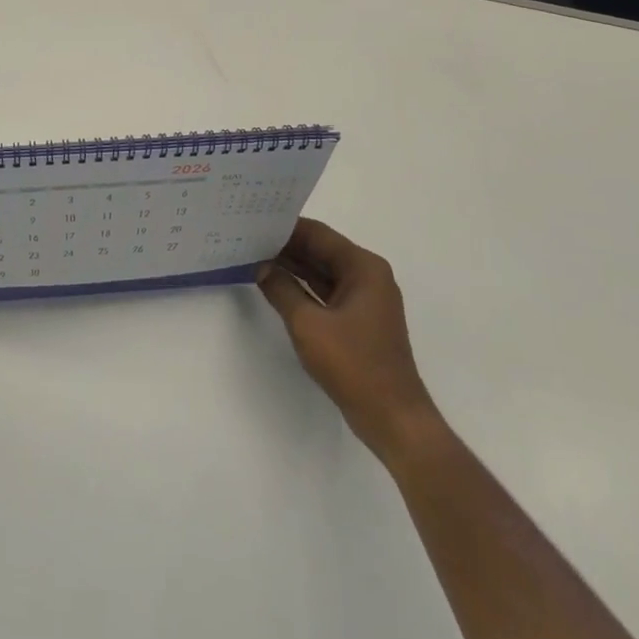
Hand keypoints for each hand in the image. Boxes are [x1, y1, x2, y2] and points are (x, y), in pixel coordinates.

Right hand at [259, 219, 441, 462]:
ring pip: (322, 271)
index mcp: (363, 268)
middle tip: (247, 237)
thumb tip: (261, 266)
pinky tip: (274, 285)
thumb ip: (281, 289)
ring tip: (253, 256)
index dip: (285, 227)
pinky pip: (325, 291)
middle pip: (321, 250)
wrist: (392, 416)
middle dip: (285, 245)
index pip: (318, 234)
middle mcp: (368, 276)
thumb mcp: (308, 324)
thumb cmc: (353, 364)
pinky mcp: (358, 319)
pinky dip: (302, 287)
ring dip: (292, 266)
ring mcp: (364, 299)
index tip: (253, 221)